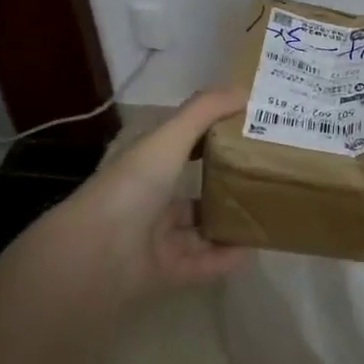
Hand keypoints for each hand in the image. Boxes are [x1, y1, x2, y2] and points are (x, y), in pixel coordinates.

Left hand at [50, 88, 253, 304]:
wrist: (96, 254)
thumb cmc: (132, 186)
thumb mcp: (168, 138)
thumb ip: (204, 112)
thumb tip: (244, 90)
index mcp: (147, 165)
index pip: (182, 145)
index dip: (212, 135)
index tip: (249, 129)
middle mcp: (151, 199)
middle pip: (193, 189)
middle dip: (226, 182)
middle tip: (267, 172)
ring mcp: (157, 239)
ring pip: (200, 229)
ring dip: (229, 222)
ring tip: (268, 211)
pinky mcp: (166, 273)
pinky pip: (203, 264)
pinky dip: (227, 258)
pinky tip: (254, 249)